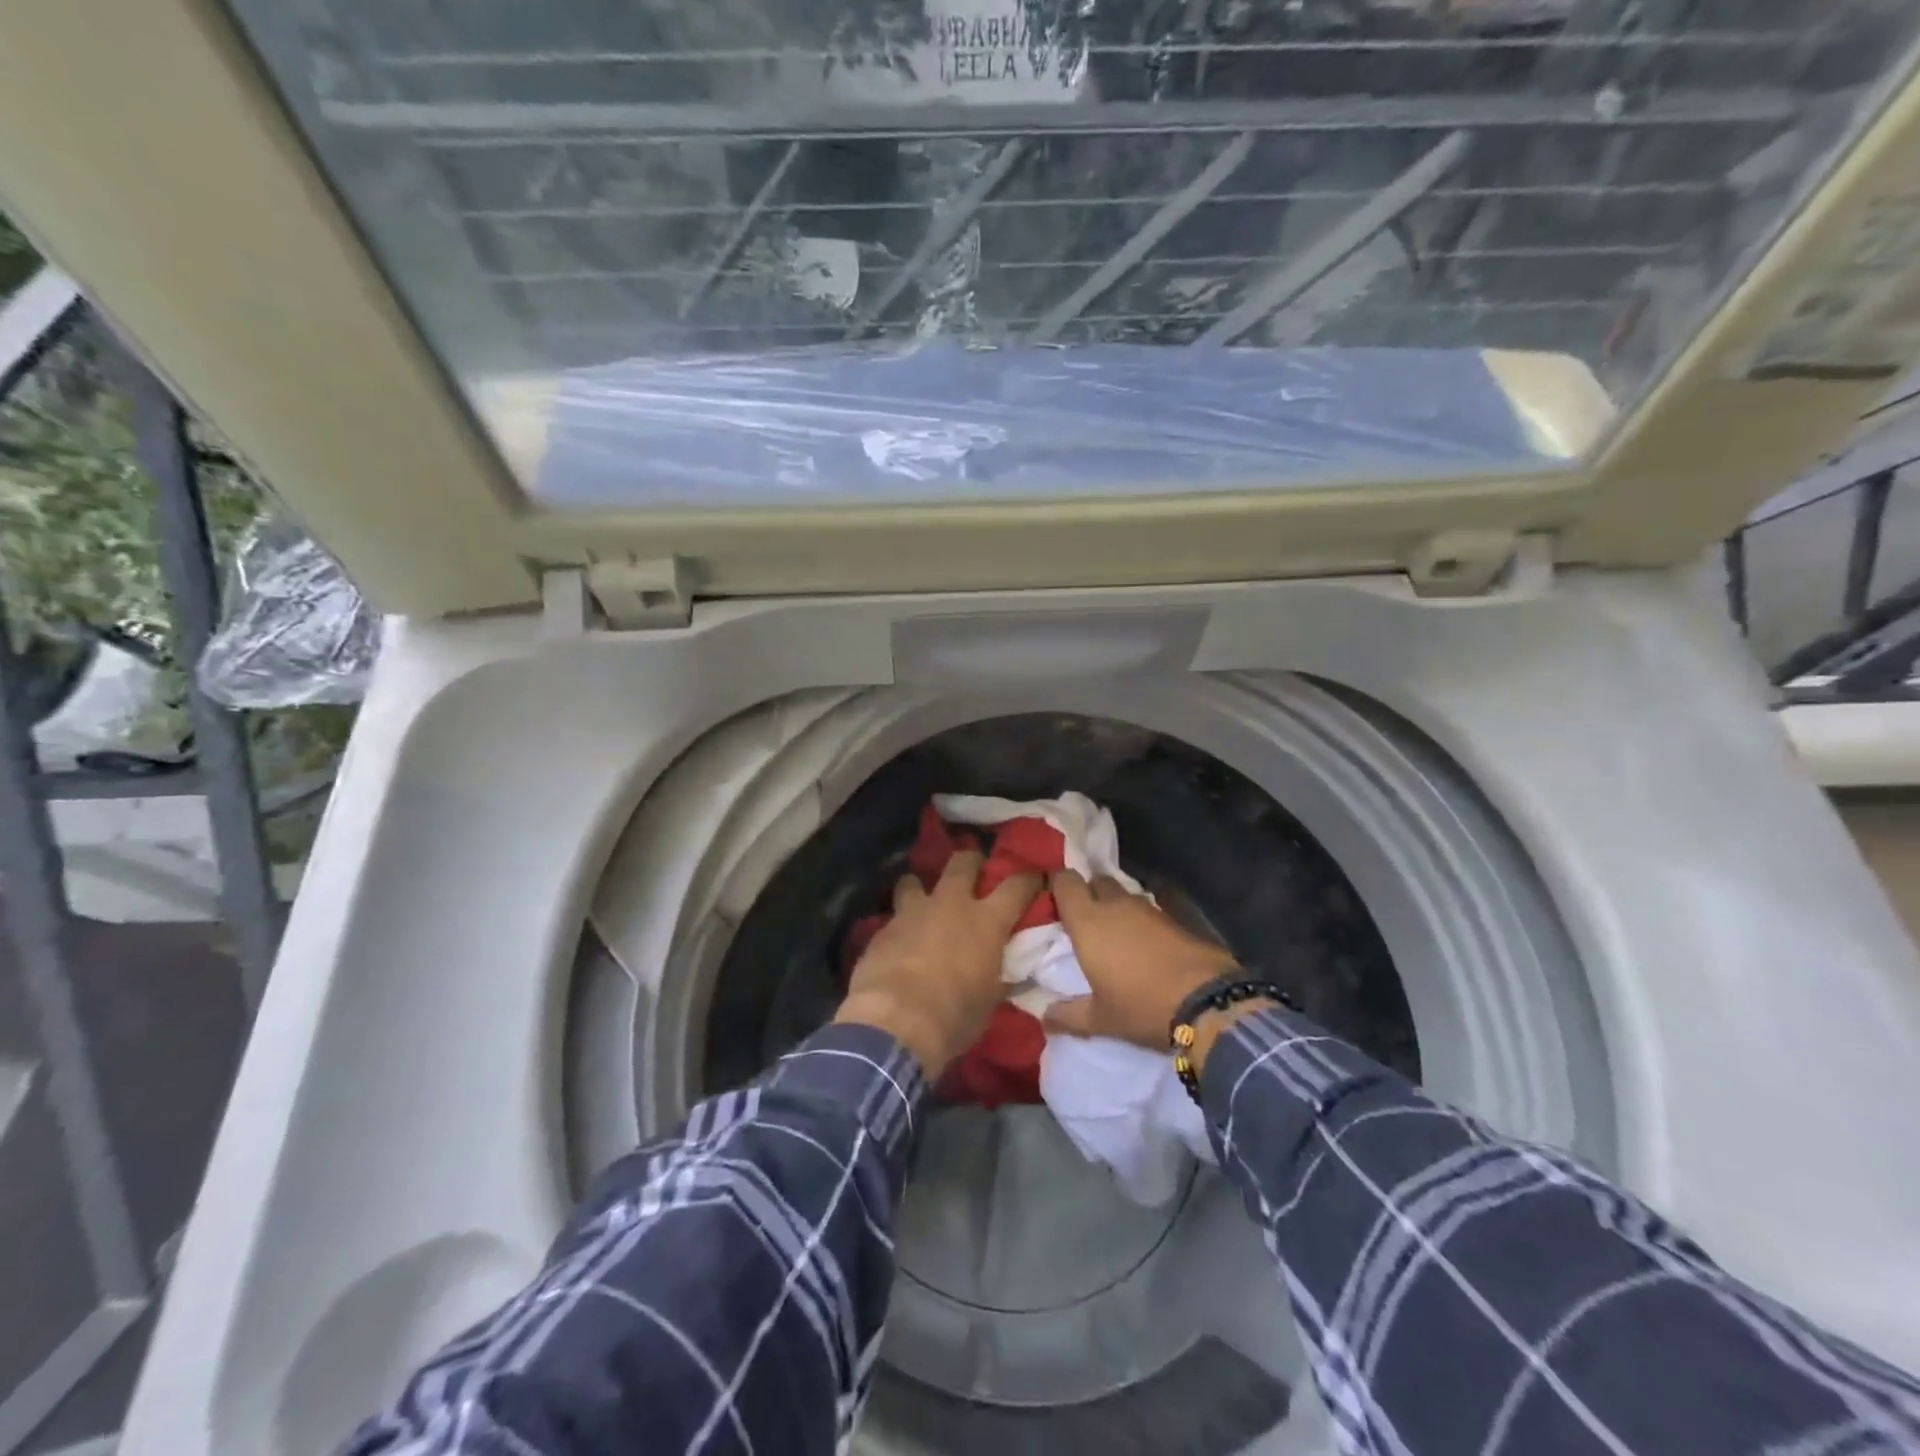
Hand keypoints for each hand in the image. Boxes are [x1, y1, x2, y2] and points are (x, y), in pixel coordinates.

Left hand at [836, 850, 1041, 1076]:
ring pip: (915, 880)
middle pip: (963, 863)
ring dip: (921, 888)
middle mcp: (951, 904)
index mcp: (986, 921)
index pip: (1016, 886)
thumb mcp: (990, 1000)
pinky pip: (894, 916)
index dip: (1028, 880)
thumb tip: (1013, 977)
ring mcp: (914, 912)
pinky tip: (898, 941)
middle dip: (971, 862)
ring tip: (922, 901)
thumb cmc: (955, 1014)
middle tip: (974, 871)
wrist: (897, 1021)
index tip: (1034, 878)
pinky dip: (900, 924)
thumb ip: (1000, 978)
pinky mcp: (884, 928)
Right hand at [1043, 871, 1240, 1050]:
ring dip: (1117, 907)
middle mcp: (1115, 905)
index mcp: (1088, 921)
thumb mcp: (1101, 1019)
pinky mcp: (1176, 917)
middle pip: (1096, 881)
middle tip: (1084, 921)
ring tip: (1115, 935)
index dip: (1058, 885)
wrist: (1207, 1003)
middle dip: (1089, 893)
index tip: (1054, 902)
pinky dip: (1142, 921)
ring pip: (1124, 895)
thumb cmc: (1141, 1007)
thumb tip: (1044, 1018)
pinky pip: (1149, 909)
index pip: (1065, 880)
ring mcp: (1148, 908)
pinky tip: (1145, 944)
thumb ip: (1068, 1015)